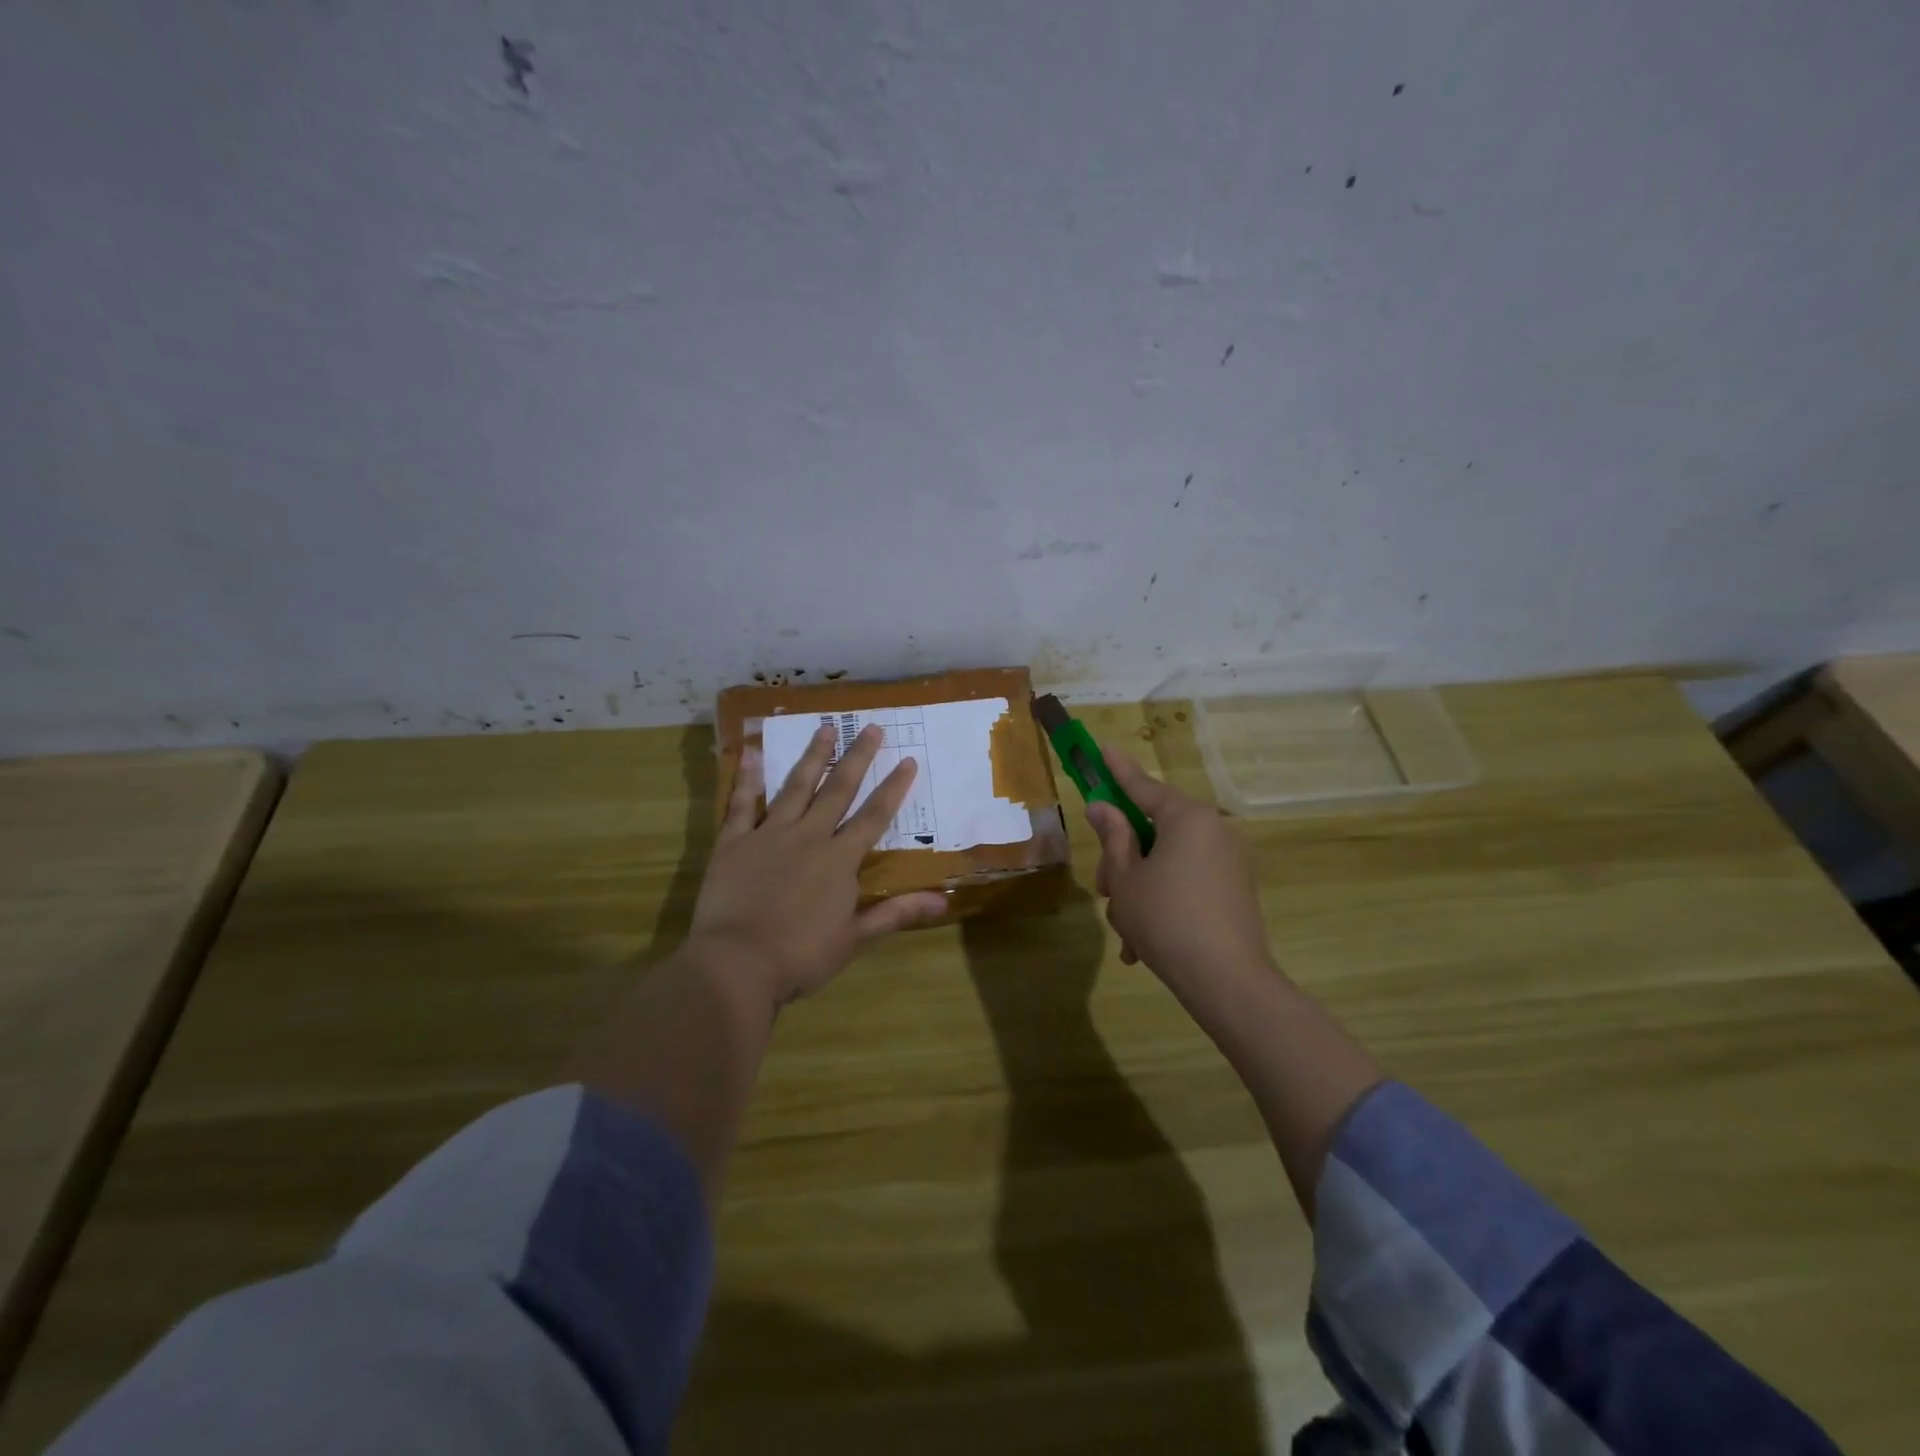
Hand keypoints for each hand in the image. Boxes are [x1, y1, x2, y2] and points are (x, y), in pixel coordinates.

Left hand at [689, 722, 947, 1007]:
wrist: (737, 963)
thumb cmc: (801, 956)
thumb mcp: (855, 938)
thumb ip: (896, 913)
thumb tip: (943, 901)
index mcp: (839, 860)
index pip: (874, 816)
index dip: (893, 788)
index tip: (908, 760)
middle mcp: (809, 836)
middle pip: (838, 790)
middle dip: (858, 757)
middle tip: (871, 727)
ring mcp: (769, 834)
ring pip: (796, 787)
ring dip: (813, 756)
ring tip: (825, 728)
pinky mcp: (734, 842)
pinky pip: (742, 804)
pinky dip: (748, 779)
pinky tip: (753, 754)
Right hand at [1086, 747, 1272, 985]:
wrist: (1227, 980)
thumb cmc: (1165, 919)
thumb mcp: (1126, 877)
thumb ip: (1113, 837)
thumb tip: (1103, 807)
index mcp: (1187, 818)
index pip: (1144, 786)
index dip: (1118, 770)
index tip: (1103, 748)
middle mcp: (1213, 830)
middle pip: (1154, 830)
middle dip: (1124, 859)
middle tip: (1104, 890)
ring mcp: (1228, 861)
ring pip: (1168, 861)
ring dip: (1140, 889)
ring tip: (1125, 932)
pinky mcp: (1235, 889)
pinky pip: (1187, 882)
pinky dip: (1164, 902)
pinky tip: (1143, 944)